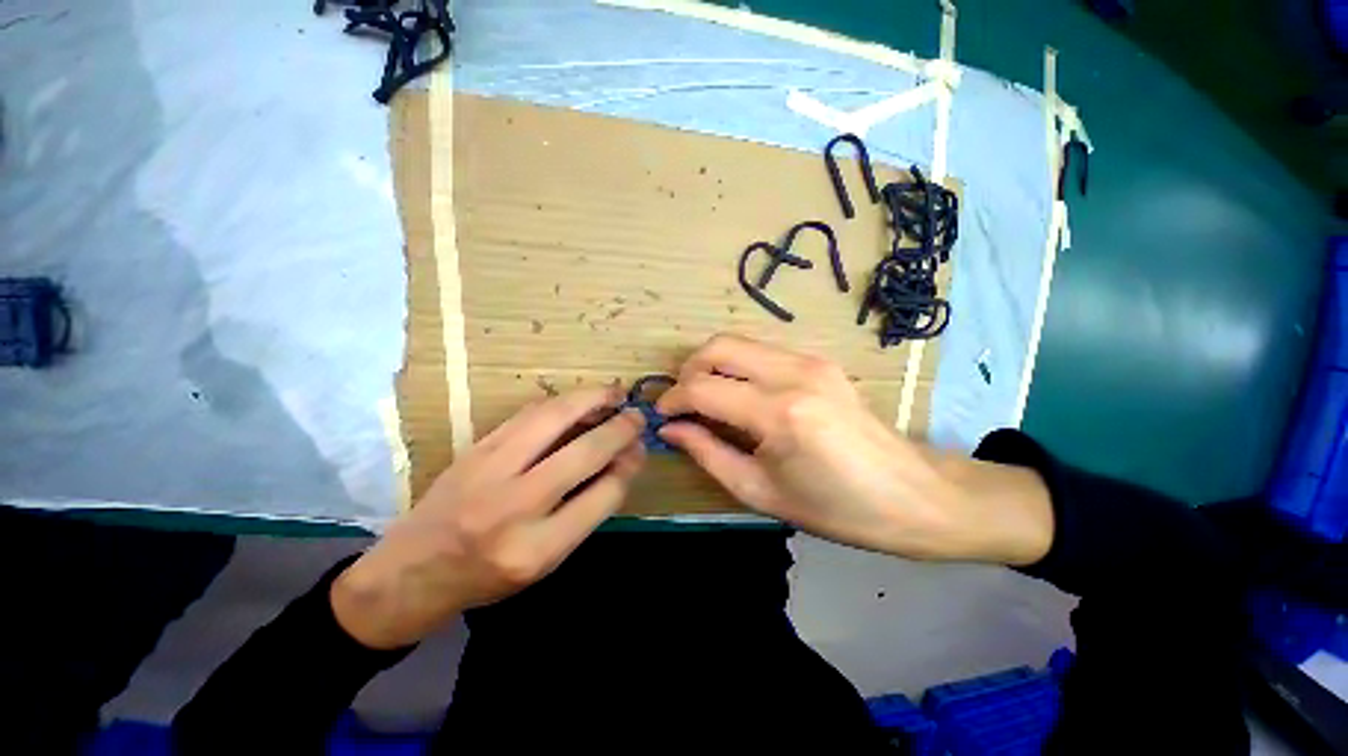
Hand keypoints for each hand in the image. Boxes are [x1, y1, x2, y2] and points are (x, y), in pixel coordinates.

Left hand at [331, 387, 644, 648]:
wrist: (408, 572)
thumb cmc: (485, 577)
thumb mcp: (545, 562)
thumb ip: (586, 511)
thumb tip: (621, 462)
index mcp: (537, 549)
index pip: (603, 495)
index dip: (628, 467)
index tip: (639, 451)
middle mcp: (514, 506)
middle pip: (584, 453)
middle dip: (620, 429)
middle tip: (638, 416)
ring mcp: (489, 470)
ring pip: (554, 418)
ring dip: (592, 399)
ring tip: (614, 394)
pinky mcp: (475, 448)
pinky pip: (528, 413)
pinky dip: (561, 402)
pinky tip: (577, 400)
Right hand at [657, 334, 1052, 564]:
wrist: (914, 495)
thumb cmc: (836, 509)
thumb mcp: (760, 492)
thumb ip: (707, 453)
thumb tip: (672, 429)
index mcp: (779, 413)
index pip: (703, 388)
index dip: (673, 400)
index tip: (662, 417)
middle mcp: (793, 373)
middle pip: (717, 347)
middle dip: (688, 371)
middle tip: (682, 404)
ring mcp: (810, 360)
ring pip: (738, 343)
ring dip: (712, 366)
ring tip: (705, 400)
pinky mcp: (820, 360)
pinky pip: (761, 351)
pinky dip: (738, 367)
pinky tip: (739, 396)